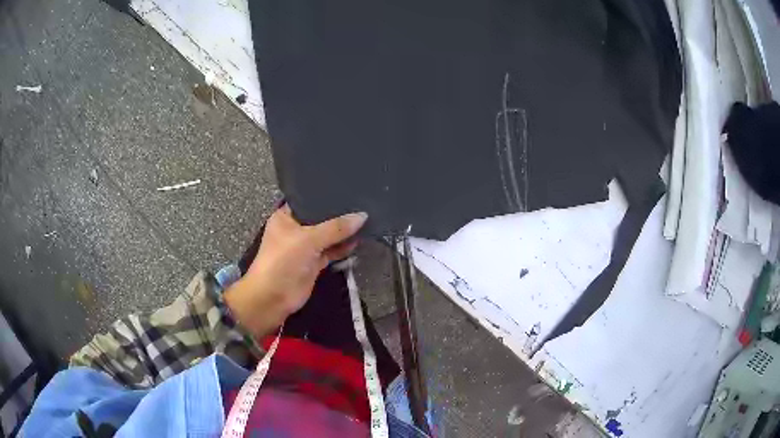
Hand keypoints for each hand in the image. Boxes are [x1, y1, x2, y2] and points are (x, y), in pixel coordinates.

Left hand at [224, 205, 367, 338]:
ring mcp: (305, 247)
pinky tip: (358, 240)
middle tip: (363, 202)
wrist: (273, 297)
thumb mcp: (309, 239)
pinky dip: (343, 248)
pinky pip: (331, 251)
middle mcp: (295, 229)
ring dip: (343, 232)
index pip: (308, 200)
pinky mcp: (314, 263)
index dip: (326, 195)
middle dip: (339, 214)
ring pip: (328, 236)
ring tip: (366, 220)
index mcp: (286, 217)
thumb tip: (363, 216)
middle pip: (321, 218)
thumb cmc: (283, 260)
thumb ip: (336, 228)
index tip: (348, 187)